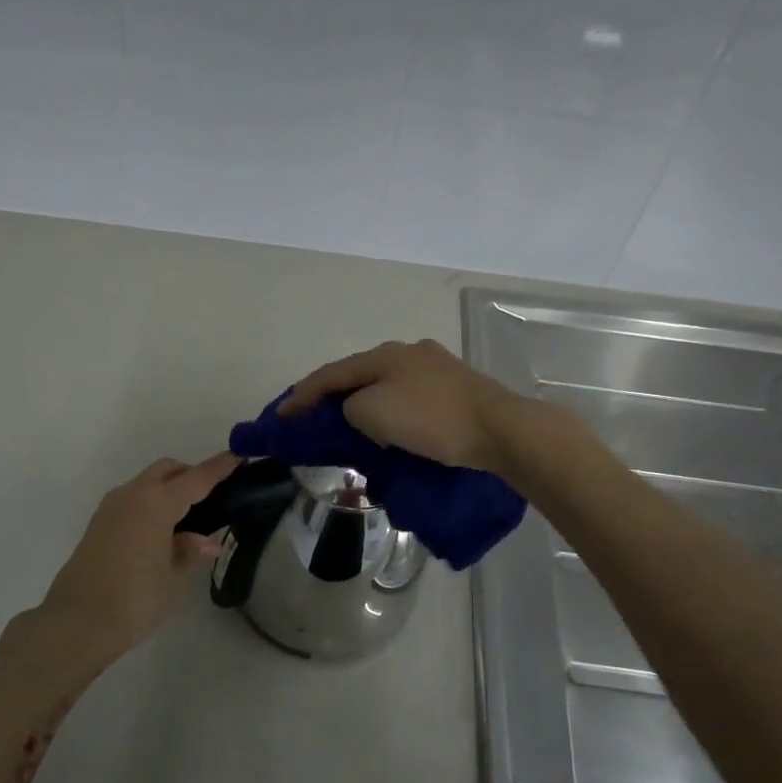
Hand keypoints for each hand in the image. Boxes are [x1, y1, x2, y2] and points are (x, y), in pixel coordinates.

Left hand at [37, 453, 238, 661]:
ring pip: (147, 483)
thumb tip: (206, 541)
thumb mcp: (173, 577)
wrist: (76, 624)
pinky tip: (161, 530)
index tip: (238, 455)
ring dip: (168, 488)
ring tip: (188, 517)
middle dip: (191, 474)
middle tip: (213, 496)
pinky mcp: (98, 524)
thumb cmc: (134, 599)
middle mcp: (133, 495)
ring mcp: (111, 508)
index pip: (196, 478)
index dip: (219, 467)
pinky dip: (151, 503)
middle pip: (168, 470)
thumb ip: (189, 550)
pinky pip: (132, 500)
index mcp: (157, 503)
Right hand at [280, 339, 527, 474]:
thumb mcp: (373, 413)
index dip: (302, 394)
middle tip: (313, 418)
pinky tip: (393, 426)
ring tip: (350, 426)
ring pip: (386, 385)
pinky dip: (391, 410)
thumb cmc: (431, 420)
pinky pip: (409, 397)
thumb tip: (358, 410)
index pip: (331, 374)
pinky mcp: (457, 387)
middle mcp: (408, 352)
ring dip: (363, 403)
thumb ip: (350, 408)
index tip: (281, 415)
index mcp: (384, 355)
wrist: (500, 430)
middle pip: (359, 374)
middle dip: (333, 396)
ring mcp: (436, 367)